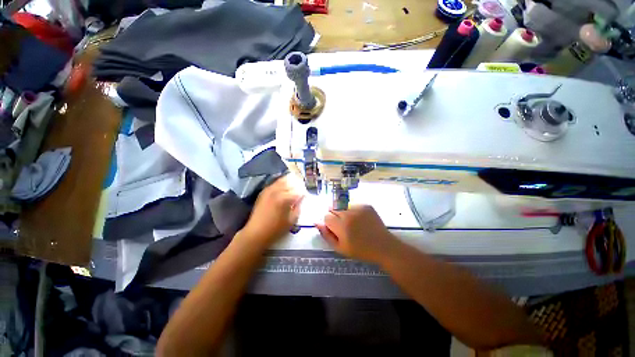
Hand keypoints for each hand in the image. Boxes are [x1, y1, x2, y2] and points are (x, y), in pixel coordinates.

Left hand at [240, 175, 303, 246]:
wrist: (256, 232)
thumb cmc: (276, 229)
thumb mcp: (292, 220)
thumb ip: (298, 207)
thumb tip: (301, 198)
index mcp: (286, 198)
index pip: (299, 191)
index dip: (303, 193)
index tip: (304, 197)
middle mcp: (278, 191)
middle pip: (291, 182)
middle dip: (297, 186)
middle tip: (299, 191)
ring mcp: (269, 190)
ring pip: (283, 180)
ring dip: (289, 182)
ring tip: (292, 188)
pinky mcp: (264, 191)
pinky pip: (275, 183)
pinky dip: (281, 183)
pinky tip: (283, 189)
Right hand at [316, 205, 395, 263]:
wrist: (383, 246)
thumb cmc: (360, 250)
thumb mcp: (340, 248)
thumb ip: (326, 235)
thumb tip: (316, 222)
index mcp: (341, 226)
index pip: (326, 216)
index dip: (329, 223)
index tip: (335, 229)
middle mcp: (349, 213)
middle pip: (333, 208)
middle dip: (334, 216)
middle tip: (343, 225)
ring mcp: (358, 207)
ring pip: (342, 205)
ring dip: (343, 211)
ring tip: (352, 222)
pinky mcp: (366, 205)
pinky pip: (352, 204)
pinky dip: (352, 210)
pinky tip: (359, 219)